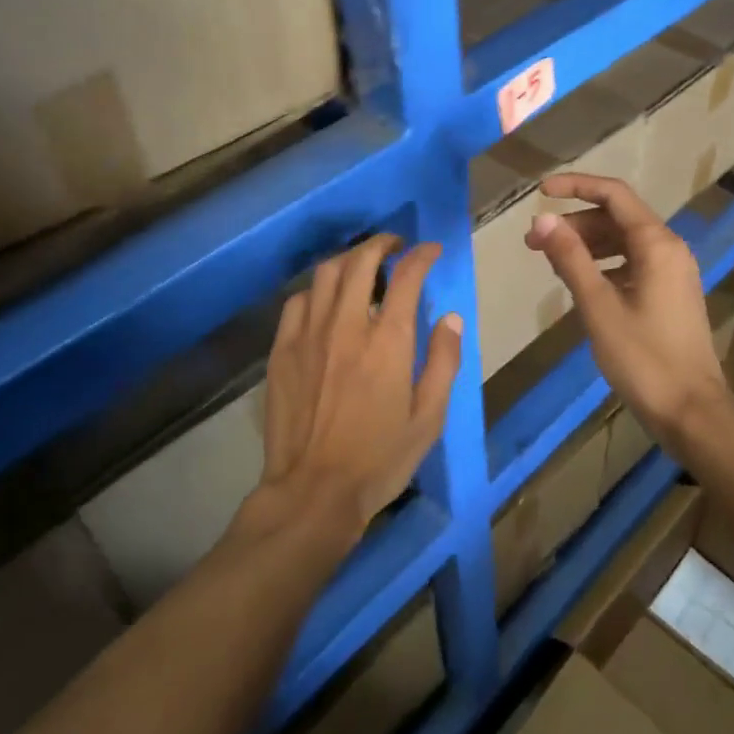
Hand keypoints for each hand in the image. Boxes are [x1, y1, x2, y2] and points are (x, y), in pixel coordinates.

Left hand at [245, 235, 463, 542]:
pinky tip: (324, 301)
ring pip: (326, 273)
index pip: (407, 276)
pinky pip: (297, 301)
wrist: (313, 491)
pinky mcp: (282, 349)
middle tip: (394, 246)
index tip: (430, 250)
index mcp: (388, 341)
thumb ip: (444, 362)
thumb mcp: (429, 418)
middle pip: (361, 260)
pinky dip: (316, 290)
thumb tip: (451, 318)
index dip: (421, 255)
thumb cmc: (379, 458)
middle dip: (381, 243)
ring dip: (348, 260)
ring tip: (361, 266)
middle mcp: (347, 325)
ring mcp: (309, 334)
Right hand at [526, 175, 733, 443]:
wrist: (691, 413)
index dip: (575, 186)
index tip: (539, 192)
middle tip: (533, 243)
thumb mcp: (598, 306)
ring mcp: (672, 272)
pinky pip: (631, 263)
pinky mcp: (668, 294)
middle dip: (573, 223)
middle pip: (616, 217)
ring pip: (622, 241)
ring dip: (585, 244)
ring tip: (550, 262)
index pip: (613, 194)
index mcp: (657, 245)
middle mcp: (669, 249)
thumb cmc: (643, 358)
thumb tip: (540, 219)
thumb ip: (569, 258)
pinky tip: (579, 282)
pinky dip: (602, 264)